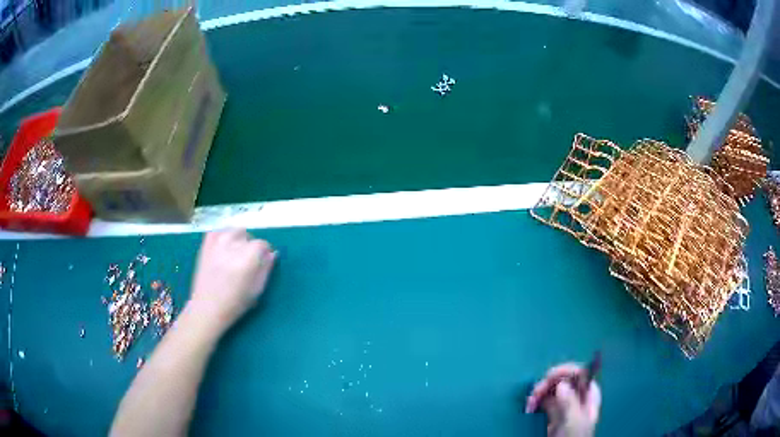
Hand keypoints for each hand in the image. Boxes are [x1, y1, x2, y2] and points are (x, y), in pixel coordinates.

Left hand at [186, 229, 276, 333]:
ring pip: (234, 231)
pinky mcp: (205, 245)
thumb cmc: (235, 304)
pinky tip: (224, 249)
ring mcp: (216, 244)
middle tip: (248, 262)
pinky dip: (223, 237)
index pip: (262, 244)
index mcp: (247, 259)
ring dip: (238, 240)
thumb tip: (272, 254)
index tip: (263, 262)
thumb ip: (266, 269)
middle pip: (248, 236)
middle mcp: (232, 246)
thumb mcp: (257, 290)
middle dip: (251, 246)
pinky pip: (218, 232)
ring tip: (235, 254)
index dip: (265, 252)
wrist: (207, 308)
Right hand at [526, 363, 600, 436]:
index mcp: (589, 394)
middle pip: (563, 379)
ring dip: (539, 393)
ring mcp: (566, 405)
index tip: (548, 376)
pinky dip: (536, 401)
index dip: (565, 370)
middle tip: (535, 393)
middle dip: (547, 383)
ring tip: (529, 403)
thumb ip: (570, 401)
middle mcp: (578, 396)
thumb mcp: (574, 420)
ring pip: (552, 389)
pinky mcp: (554, 414)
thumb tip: (561, 384)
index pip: (580, 372)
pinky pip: (544, 401)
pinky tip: (530, 407)